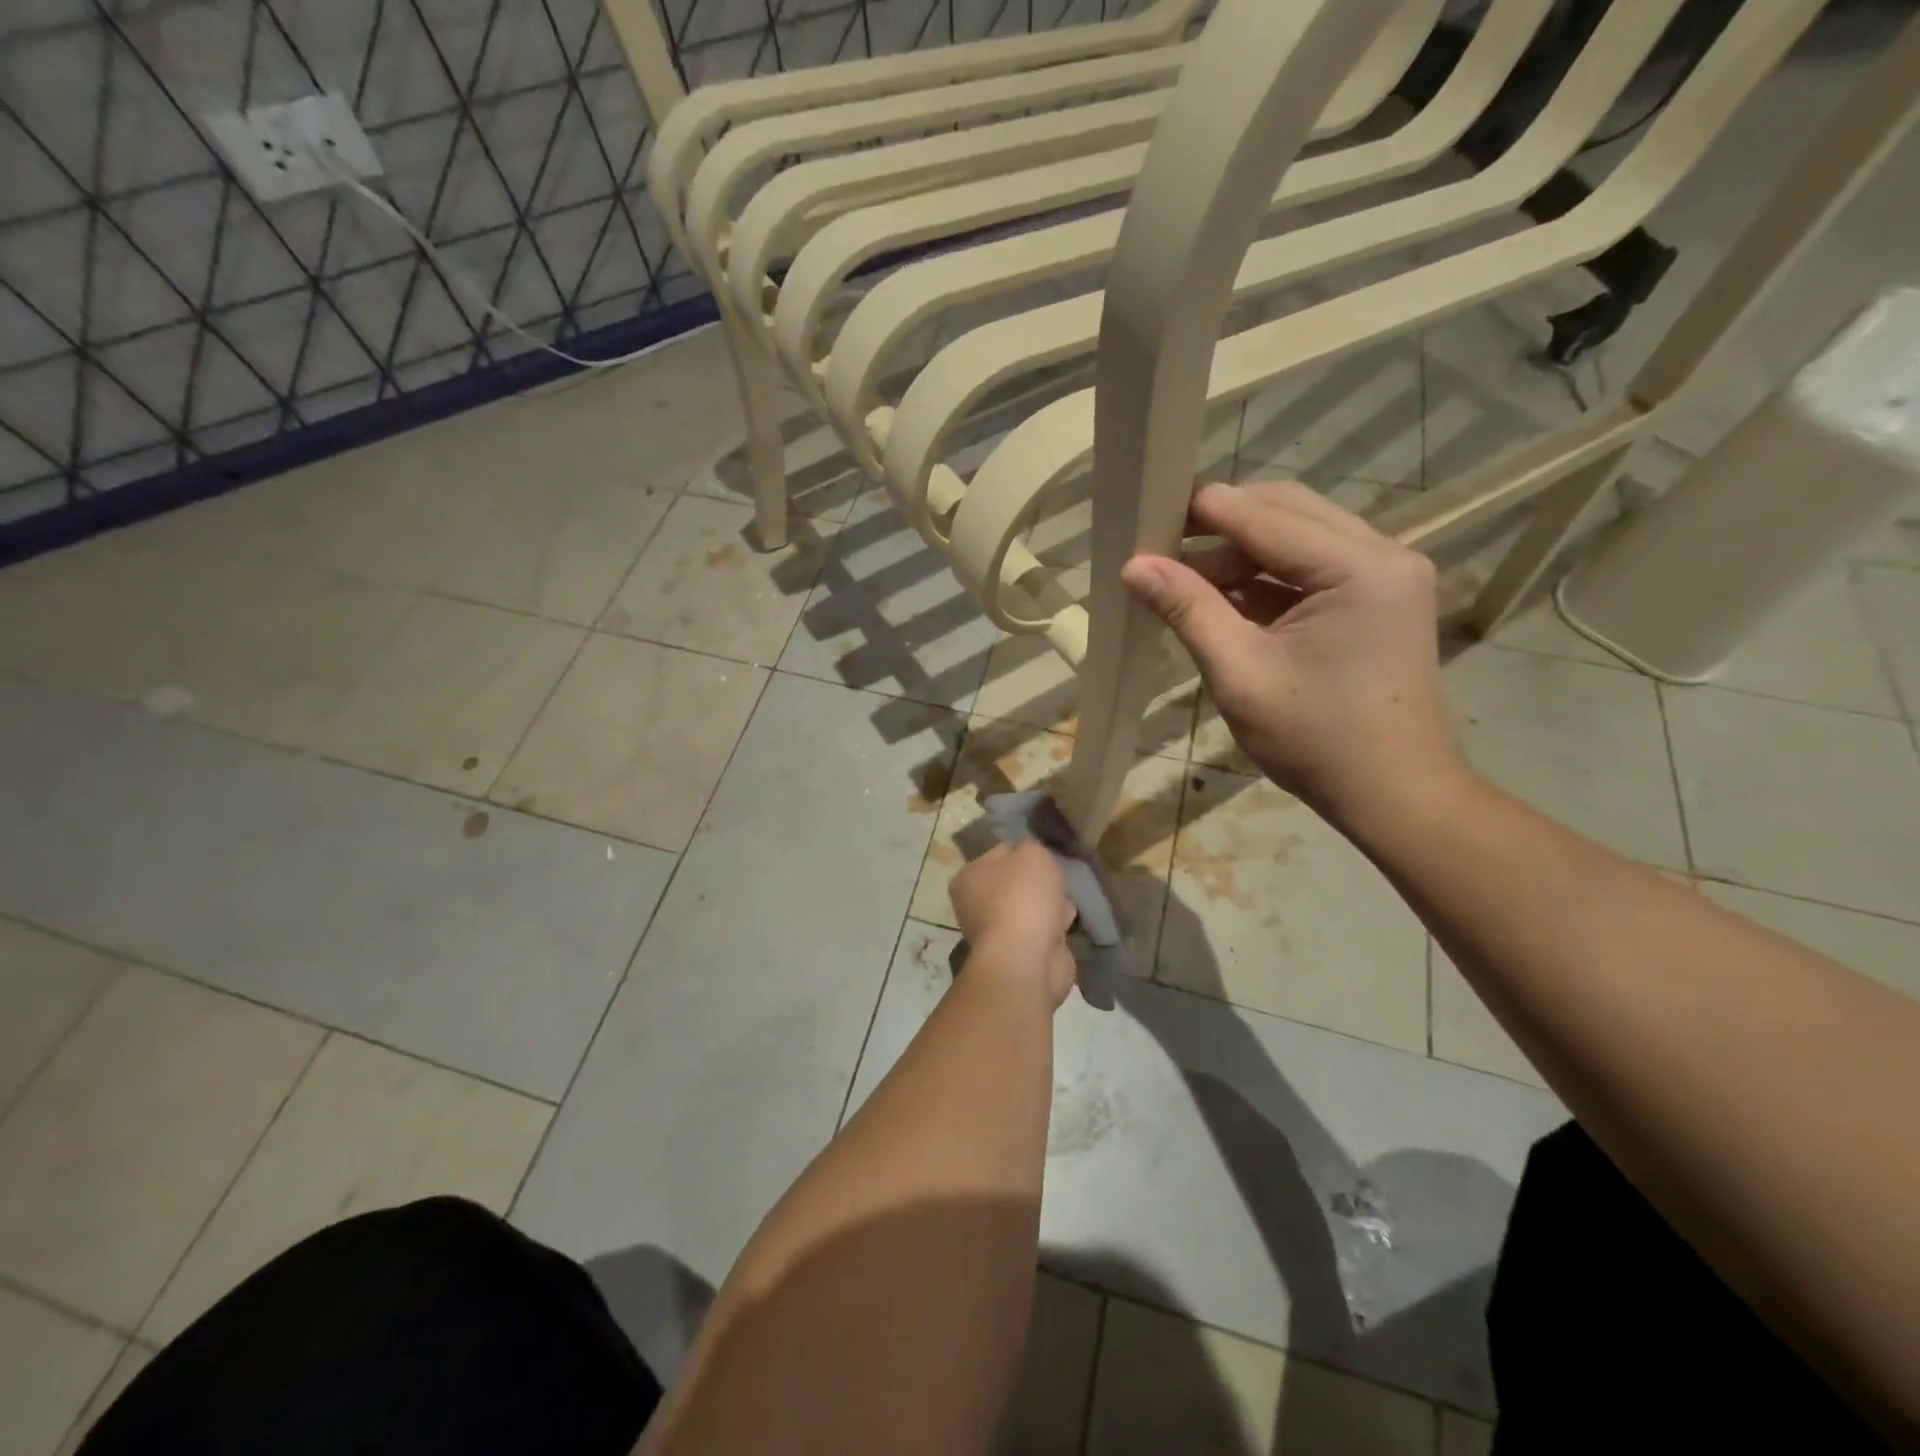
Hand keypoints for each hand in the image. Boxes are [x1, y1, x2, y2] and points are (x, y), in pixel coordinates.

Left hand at [950, 842, 1077, 1009]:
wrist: (1027, 959)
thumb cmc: (1022, 897)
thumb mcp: (1031, 853)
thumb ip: (1030, 847)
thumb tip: (1029, 857)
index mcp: (968, 877)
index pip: (999, 853)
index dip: (1024, 851)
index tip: (1045, 855)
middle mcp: (975, 905)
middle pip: (1015, 883)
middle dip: (1039, 882)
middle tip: (1059, 879)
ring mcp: (997, 933)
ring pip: (1030, 908)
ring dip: (1050, 905)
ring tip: (1067, 902)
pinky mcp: (1019, 954)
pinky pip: (1041, 931)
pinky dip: (1055, 929)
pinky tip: (1069, 923)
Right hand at [1120, 481, 1464, 827]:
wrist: (1394, 796)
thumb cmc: (1316, 741)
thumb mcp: (1240, 674)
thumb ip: (1189, 610)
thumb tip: (1133, 566)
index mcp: (1358, 567)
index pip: (1265, 515)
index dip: (1202, 511)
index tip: (1147, 514)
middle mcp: (1384, 554)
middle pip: (1287, 511)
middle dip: (1222, 524)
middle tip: (1163, 545)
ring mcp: (1387, 576)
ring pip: (1300, 536)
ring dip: (1242, 551)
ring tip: (1185, 576)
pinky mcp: (1379, 599)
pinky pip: (1314, 567)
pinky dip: (1267, 577)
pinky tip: (1224, 596)